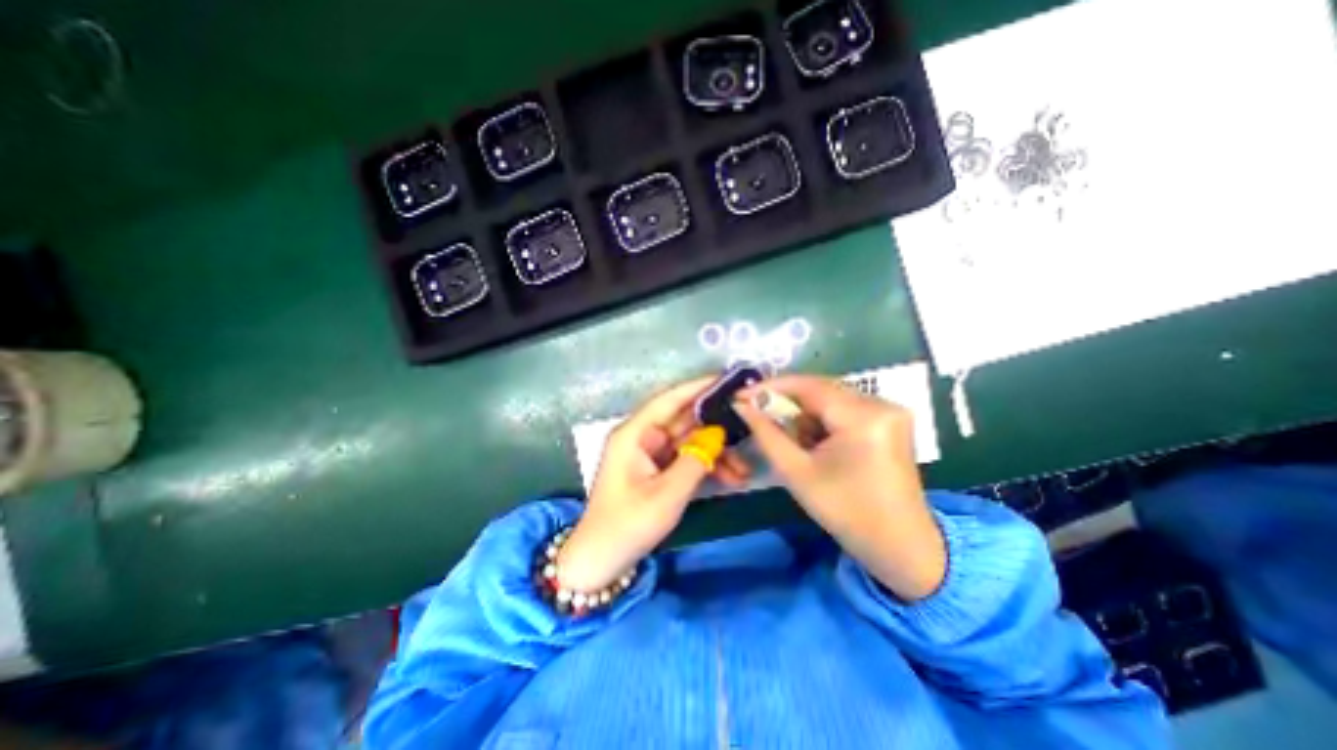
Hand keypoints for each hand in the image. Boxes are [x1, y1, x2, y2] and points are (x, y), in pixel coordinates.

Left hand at [557, 377, 750, 594]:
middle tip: (749, 424)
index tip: (727, 381)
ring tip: (745, 469)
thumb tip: (718, 435)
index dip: (698, 388)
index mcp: (635, 434)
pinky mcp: (657, 470)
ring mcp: (650, 454)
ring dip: (716, 453)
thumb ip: (696, 460)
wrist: (602, 562)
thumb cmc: (629, 525)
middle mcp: (642, 437)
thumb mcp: (667, 494)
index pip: (669, 400)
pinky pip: (686, 459)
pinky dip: (706, 467)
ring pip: (689, 442)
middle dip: (716, 427)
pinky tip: (732, 478)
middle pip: (684, 421)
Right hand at [737, 378, 945, 601]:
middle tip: (757, 413)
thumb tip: (741, 405)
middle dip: (786, 402)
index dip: (771, 387)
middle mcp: (881, 404)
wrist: (900, 546)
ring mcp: (889, 409)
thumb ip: (766, 433)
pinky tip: (814, 441)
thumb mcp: (797, 473)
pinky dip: (822, 419)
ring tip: (791, 439)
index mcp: (863, 417)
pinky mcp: (890, 419)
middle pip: (820, 388)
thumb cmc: (845, 513)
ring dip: (804, 412)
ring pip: (830, 396)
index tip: (742, 395)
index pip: (809, 386)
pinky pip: (844, 406)